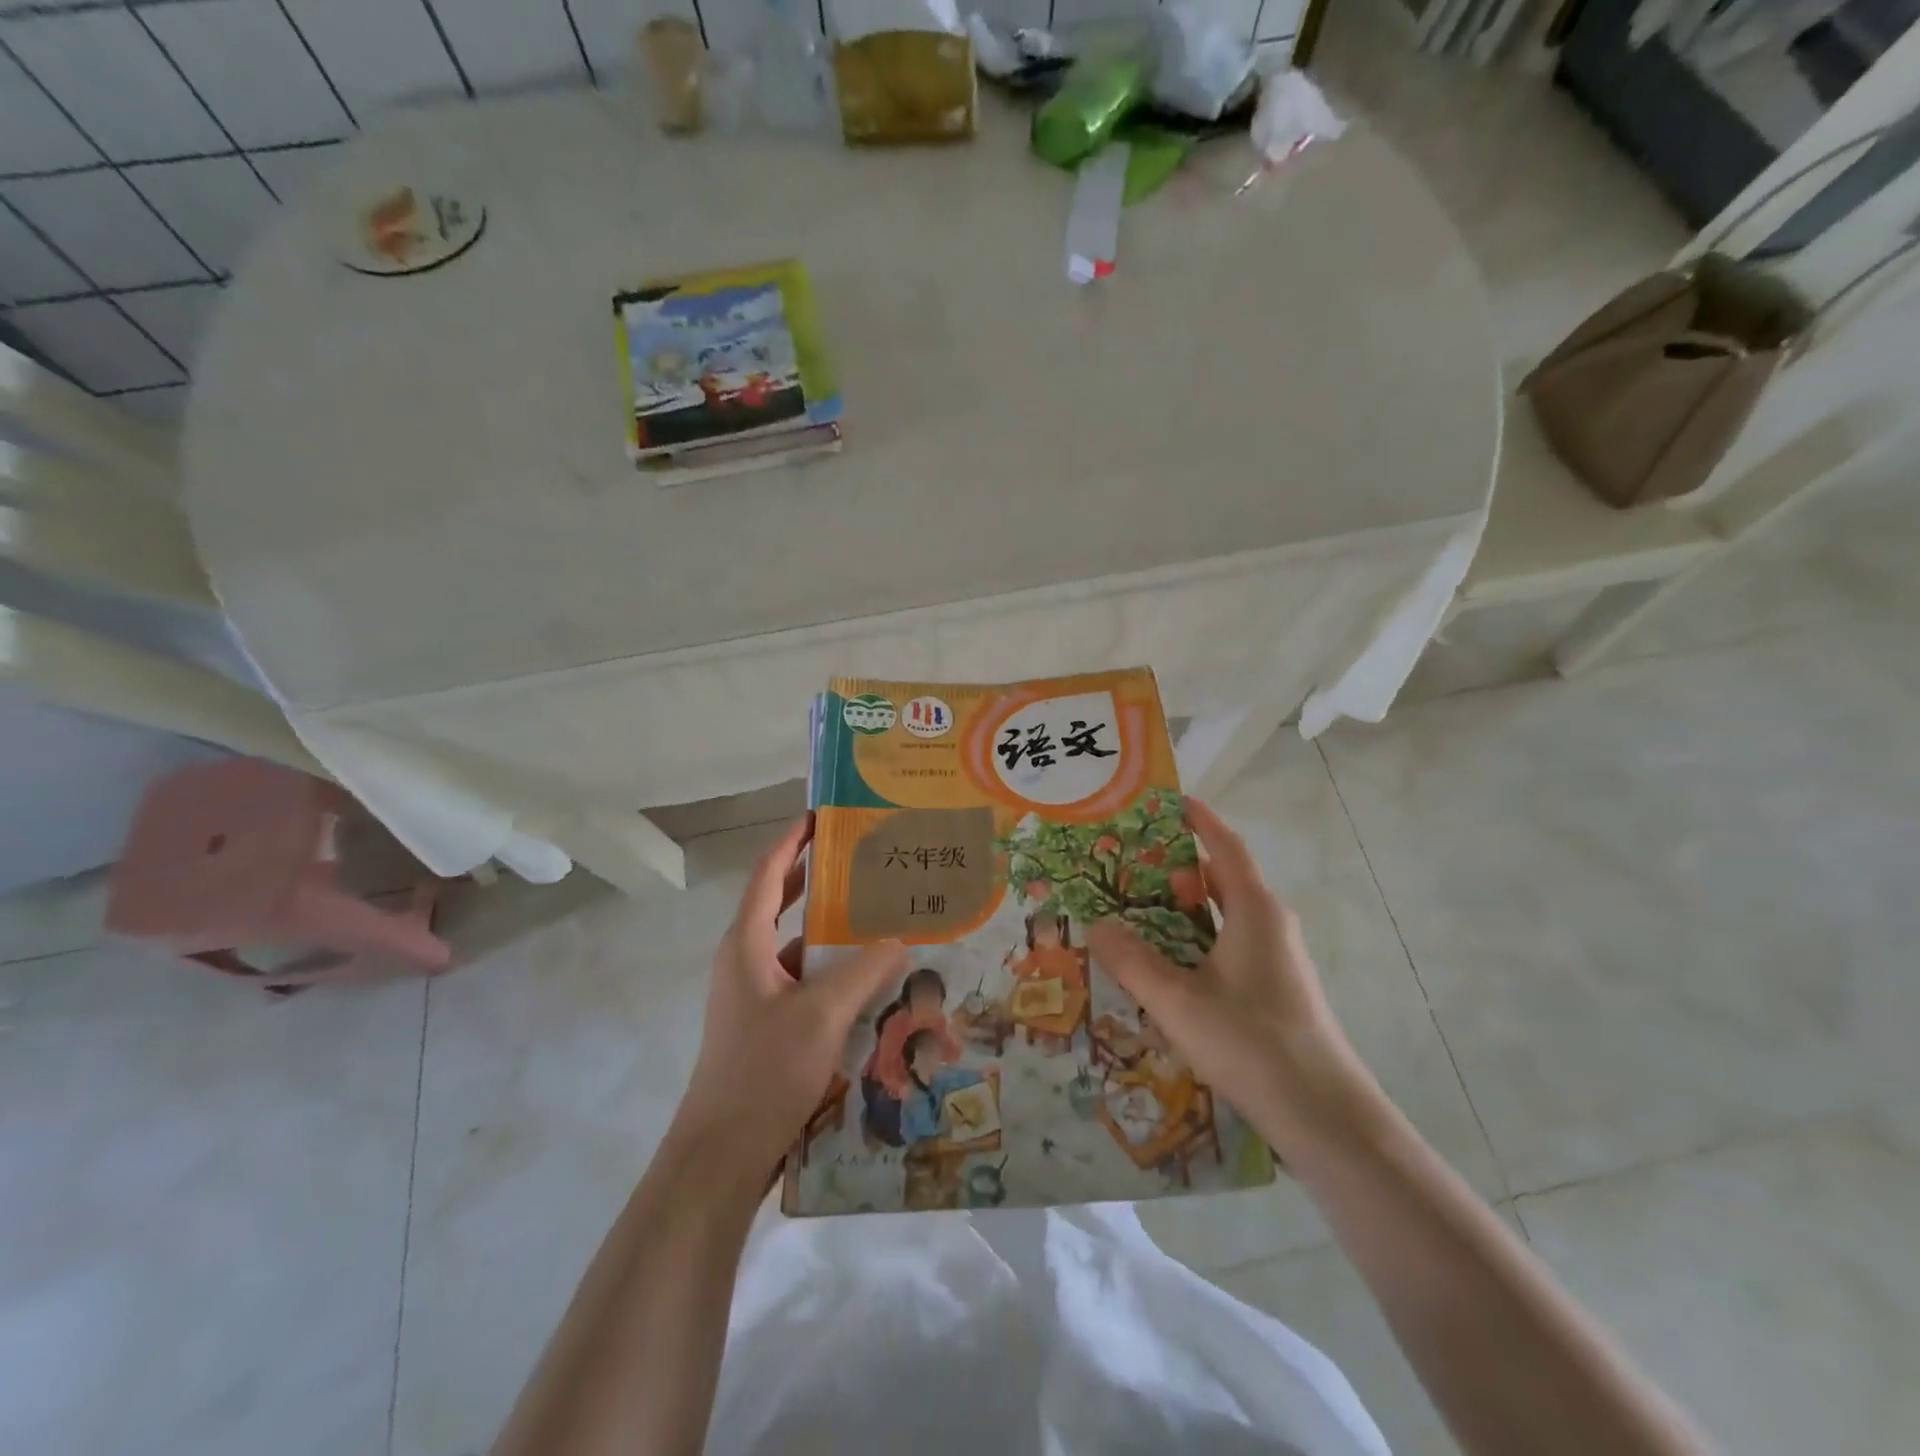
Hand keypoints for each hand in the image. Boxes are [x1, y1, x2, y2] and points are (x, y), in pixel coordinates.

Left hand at [672, 817, 906, 1180]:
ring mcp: (754, 995)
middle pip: (780, 902)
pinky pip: (803, 980)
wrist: (722, 1154)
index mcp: (746, 943)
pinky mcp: (767, 1024)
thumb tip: (902, 937)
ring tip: (876, 912)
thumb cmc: (764, 1071)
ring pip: (796, 945)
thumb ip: (864, 971)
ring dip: (830, 928)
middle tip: (861, 857)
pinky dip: (831, 969)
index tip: (824, 814)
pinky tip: (869, 979)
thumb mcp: (822, 1014)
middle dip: (816, 876)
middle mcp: (745, 960)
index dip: (793, 839)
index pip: (768, 873)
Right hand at [1085, 798, 1374, 1155]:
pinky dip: (1196, 939)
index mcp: (1254, 909)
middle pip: (1221, 879)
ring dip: (1184, 908)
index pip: (1225, 847)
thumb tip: (1097, 925)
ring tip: (1136, 909)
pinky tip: (1166, 965)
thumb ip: (1131, 960)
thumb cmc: (1250, 1042)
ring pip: (1224, 916)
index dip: (1199, 820)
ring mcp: (1276, 958)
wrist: (1325, 1116)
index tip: (1169, 801)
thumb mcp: (1177, 1000)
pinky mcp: (1275, 989)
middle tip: (1128, 863)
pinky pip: (1229, 945)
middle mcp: (1269, 923)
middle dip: (1177, 866)